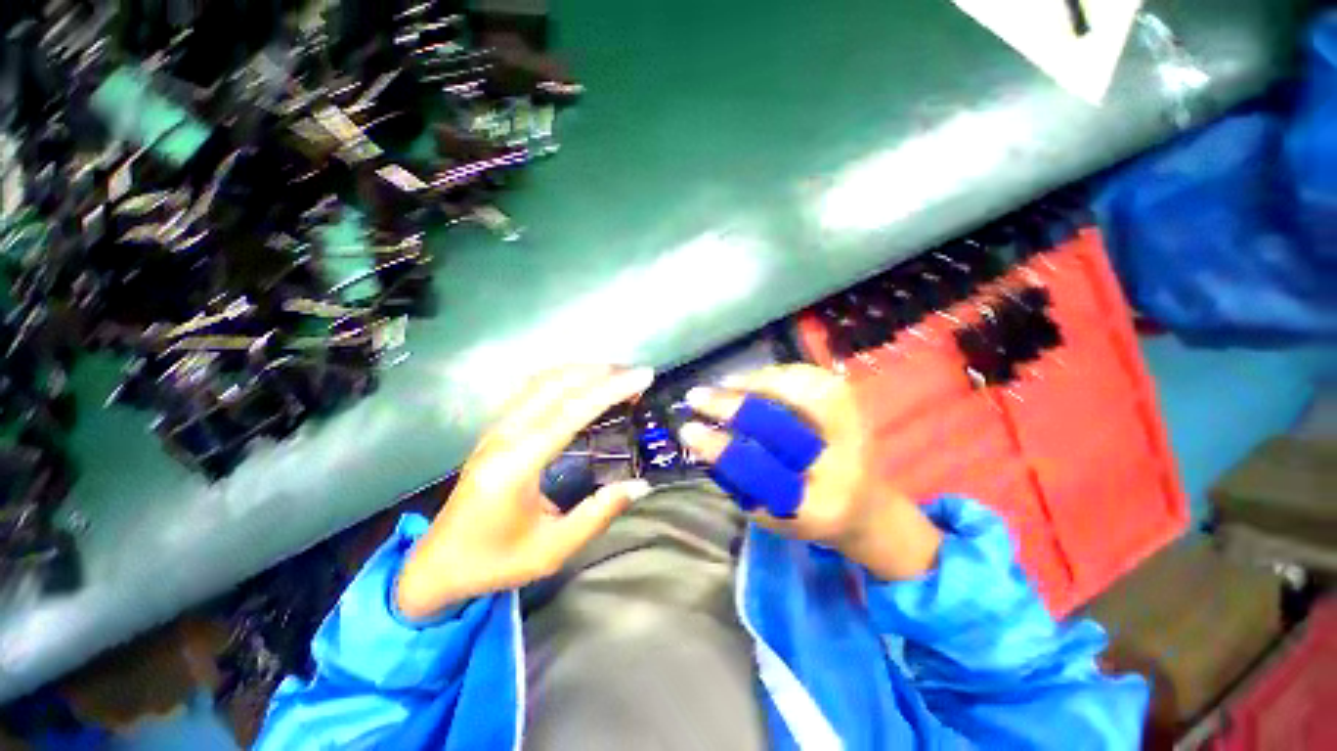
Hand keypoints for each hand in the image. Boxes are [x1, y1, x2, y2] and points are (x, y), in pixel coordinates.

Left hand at [395, 365, 654, 621]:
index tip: (643, 376)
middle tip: (637, 375)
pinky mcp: (496, 429)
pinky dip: (564, 377)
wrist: (437, 564)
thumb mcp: (552, 550)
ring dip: (583, 371)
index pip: (571, 412)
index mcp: (518, 464)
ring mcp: (497, 428)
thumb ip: (598, 515)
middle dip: (602, 373)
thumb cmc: (495, 561)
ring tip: (617, 375)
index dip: (610, 390)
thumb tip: (641, 486)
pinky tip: (582, 382)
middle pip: (557, 386)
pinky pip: (532, 388)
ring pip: (542, 381)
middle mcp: (505, 436)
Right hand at [679, 364, 940, 580]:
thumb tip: (700, 437)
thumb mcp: (770, 512)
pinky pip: (812, 376)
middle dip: (735, 407)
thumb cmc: (809, 514)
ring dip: (757, 383)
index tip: (688, 431)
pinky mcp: (857, 404)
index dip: (722, 451)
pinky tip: (757, 377)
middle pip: (786, 427)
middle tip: (698, 396)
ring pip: (803, 392)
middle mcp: (844, 466)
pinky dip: (779, 373)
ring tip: (725, 384)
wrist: (866, 505)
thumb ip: (738, 479)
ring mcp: (857, 429)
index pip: (763, 474)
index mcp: (819, 506)